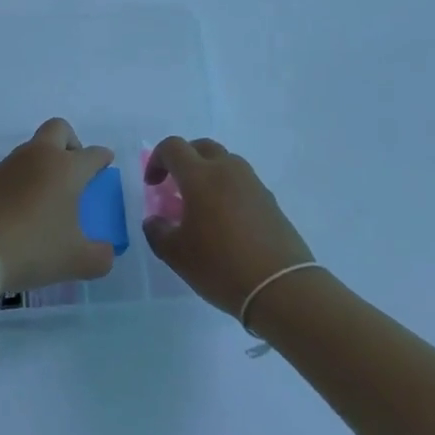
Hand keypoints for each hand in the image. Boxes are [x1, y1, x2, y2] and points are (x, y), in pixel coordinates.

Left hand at [0, 118, 116, 291]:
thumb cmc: (32, 248)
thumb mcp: (76, 261)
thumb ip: (100, 256)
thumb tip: (106, 252)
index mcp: (66, 168)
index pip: (92, 153)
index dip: (102, 158)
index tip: (106, 163)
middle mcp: (38, 157)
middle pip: (58, 129)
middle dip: (71, 142)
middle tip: (75, 170)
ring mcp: (8, 165)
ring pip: (32, 149)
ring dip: (43, 164)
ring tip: (47, 199)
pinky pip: (11, 171)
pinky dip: (21, 182)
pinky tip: (20, 211)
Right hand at [141, 136, 313, 319]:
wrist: (281, 287)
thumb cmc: (221, 266)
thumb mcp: (177, 255)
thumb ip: (158, 232)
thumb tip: (155, 220)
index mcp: (200, 176)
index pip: (173, 147)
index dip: (157, 160)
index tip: (152, 185)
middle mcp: (228, 170)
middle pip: (202, 147)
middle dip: (184, 160)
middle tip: (176, 186)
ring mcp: (253, 183)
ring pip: (225, 163)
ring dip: (208, 174)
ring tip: (202, 206)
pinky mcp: (270, 201)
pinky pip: (242, 183)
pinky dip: (228, 191)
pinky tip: (226, 222)